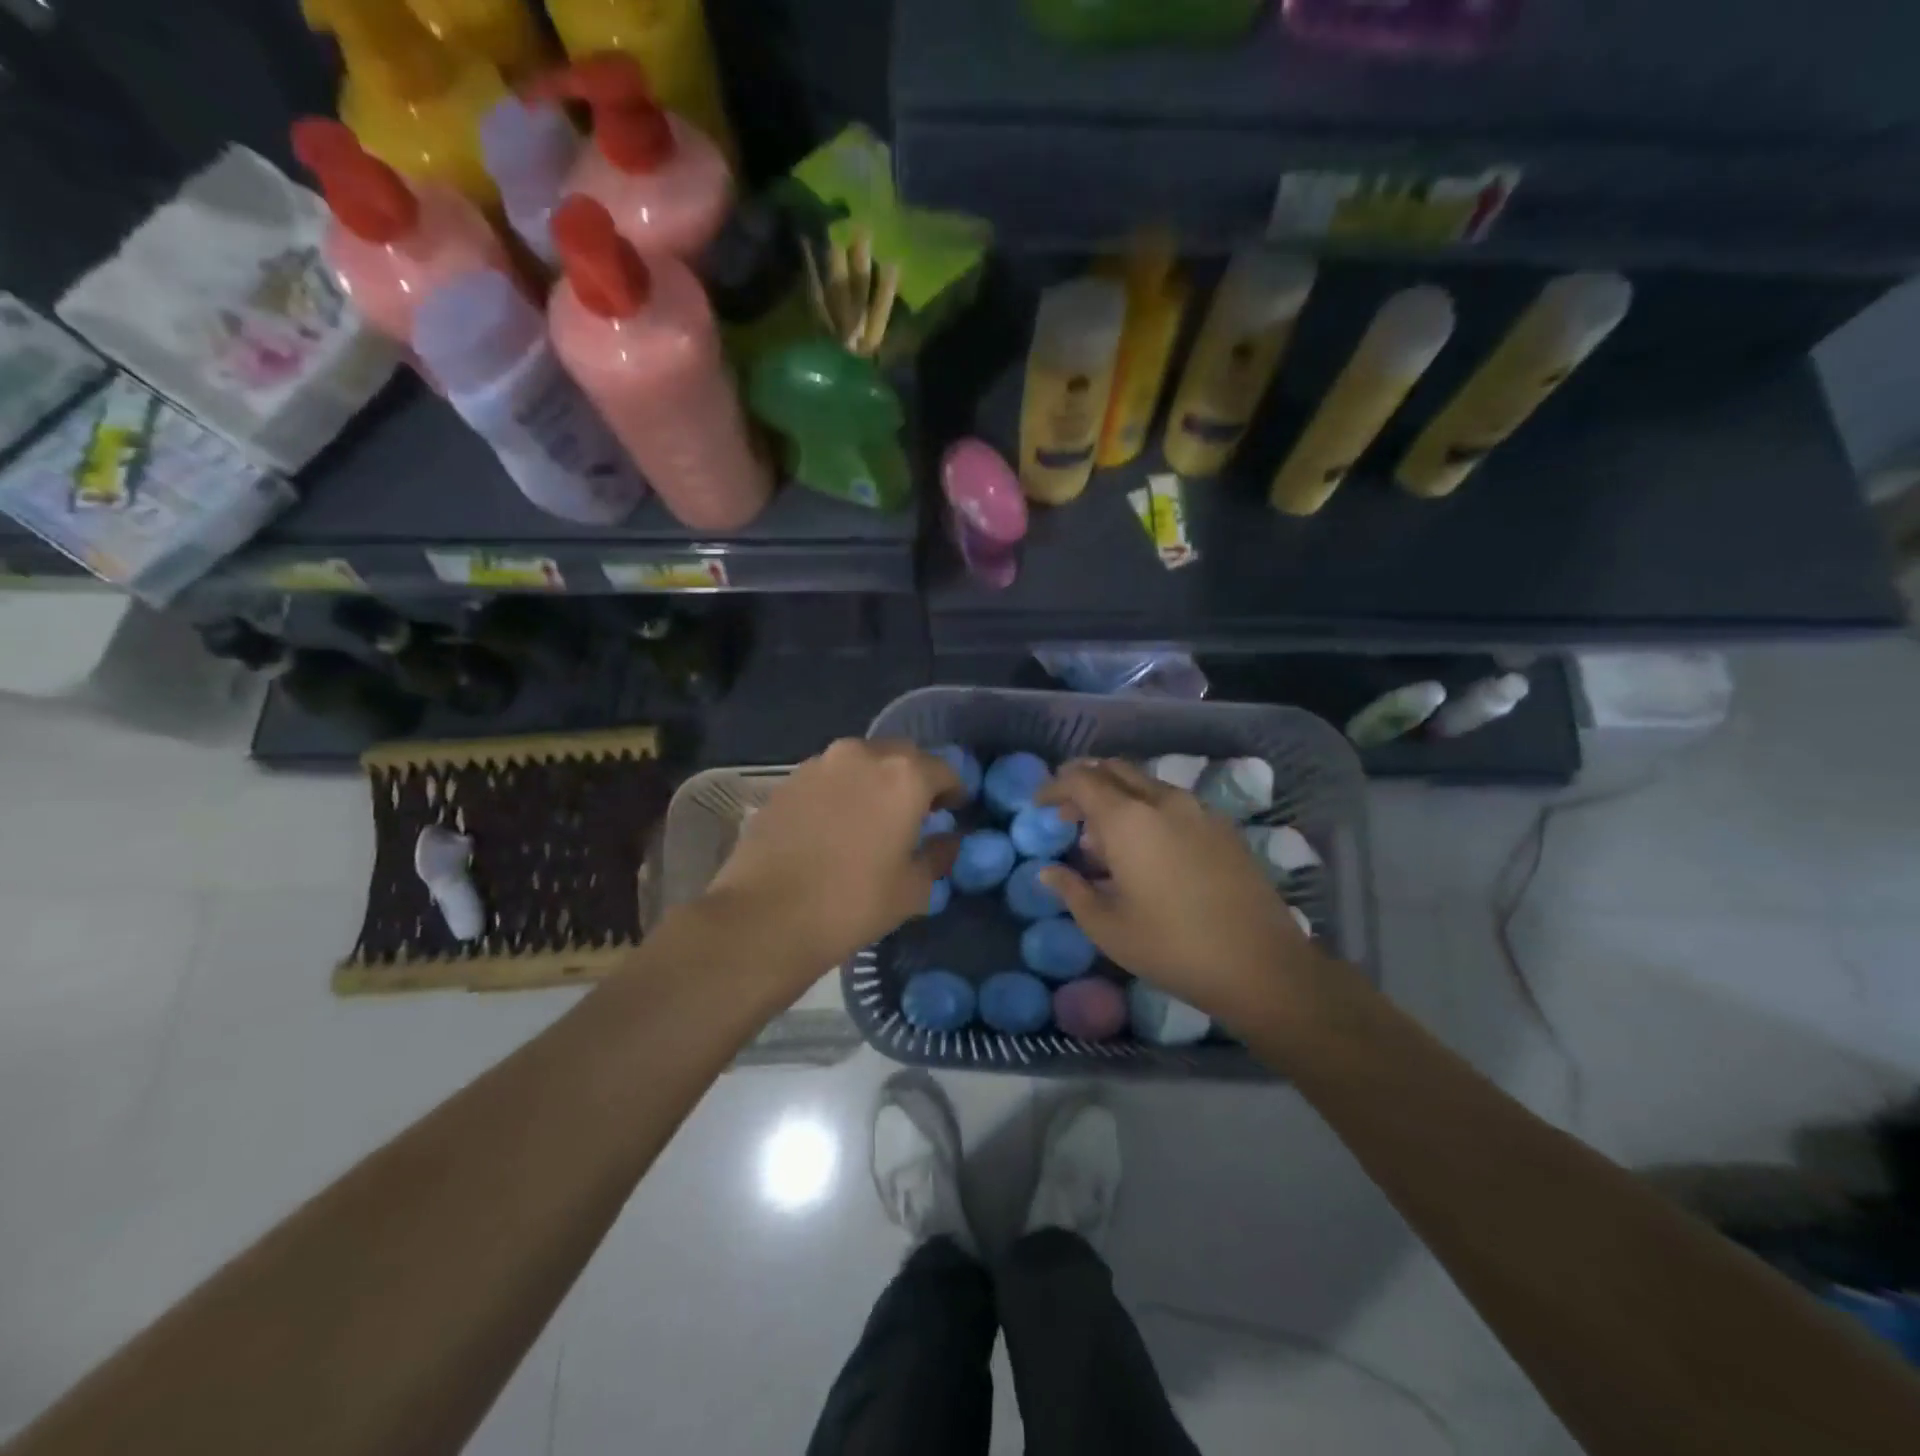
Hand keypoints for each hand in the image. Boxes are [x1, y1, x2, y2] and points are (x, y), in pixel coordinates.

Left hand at [704, 739, 960, 978]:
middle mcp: (862, 755)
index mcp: (903, 776)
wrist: (765, 916)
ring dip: (873, 783)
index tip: (954, 812)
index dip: (954, 792)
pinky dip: (840, 793)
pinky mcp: (787, 781)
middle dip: (913, 780)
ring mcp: (819, 764)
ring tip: (871, 819)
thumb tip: (947, 841)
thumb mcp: (912, 889)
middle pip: (901, 757)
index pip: (944, 770)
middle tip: (914, 814)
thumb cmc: (852, 903)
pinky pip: (828, 778)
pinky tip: (834, 826)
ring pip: (860, 764)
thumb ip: (938, 856)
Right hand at [1037, 760, 1318, 1023]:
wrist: (1259, 964)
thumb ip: (1072, 890)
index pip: (1081, 780)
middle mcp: (1163, 801)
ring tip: (1104, 839)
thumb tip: (1049, 871)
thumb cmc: (1170, 946)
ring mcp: (1199, 810)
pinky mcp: (1223, 827)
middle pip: (1115, 770)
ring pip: (1146, 785)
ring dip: (1118, 798)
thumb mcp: (1106, 926)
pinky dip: (1147, 810)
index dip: (1055, 787)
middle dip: (1085, 783)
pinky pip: (1173, 803)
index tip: (1039, 804)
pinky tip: (1147, 849)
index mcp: (1128, 819)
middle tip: (1068, 813)